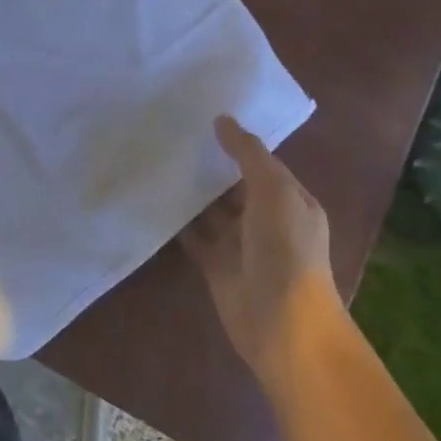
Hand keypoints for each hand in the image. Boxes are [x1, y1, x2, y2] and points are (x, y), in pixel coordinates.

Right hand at [181, 117, 338, 393]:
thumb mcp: (275, 193)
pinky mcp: (215, 264)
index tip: (200, 116)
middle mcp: (265, 219)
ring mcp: (239, 243)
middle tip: (168, 133)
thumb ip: (248, 156)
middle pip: (231, 184)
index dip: (234, 142)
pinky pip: (192, 234)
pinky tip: (152, 197)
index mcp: (289, 200)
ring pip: (210, 208)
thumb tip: (222, 120)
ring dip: (189, 190)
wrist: (283, 324)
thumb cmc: (287, 252)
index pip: (259, 163)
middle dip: (207, 163)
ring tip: (154, 158)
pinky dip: (176, 219)